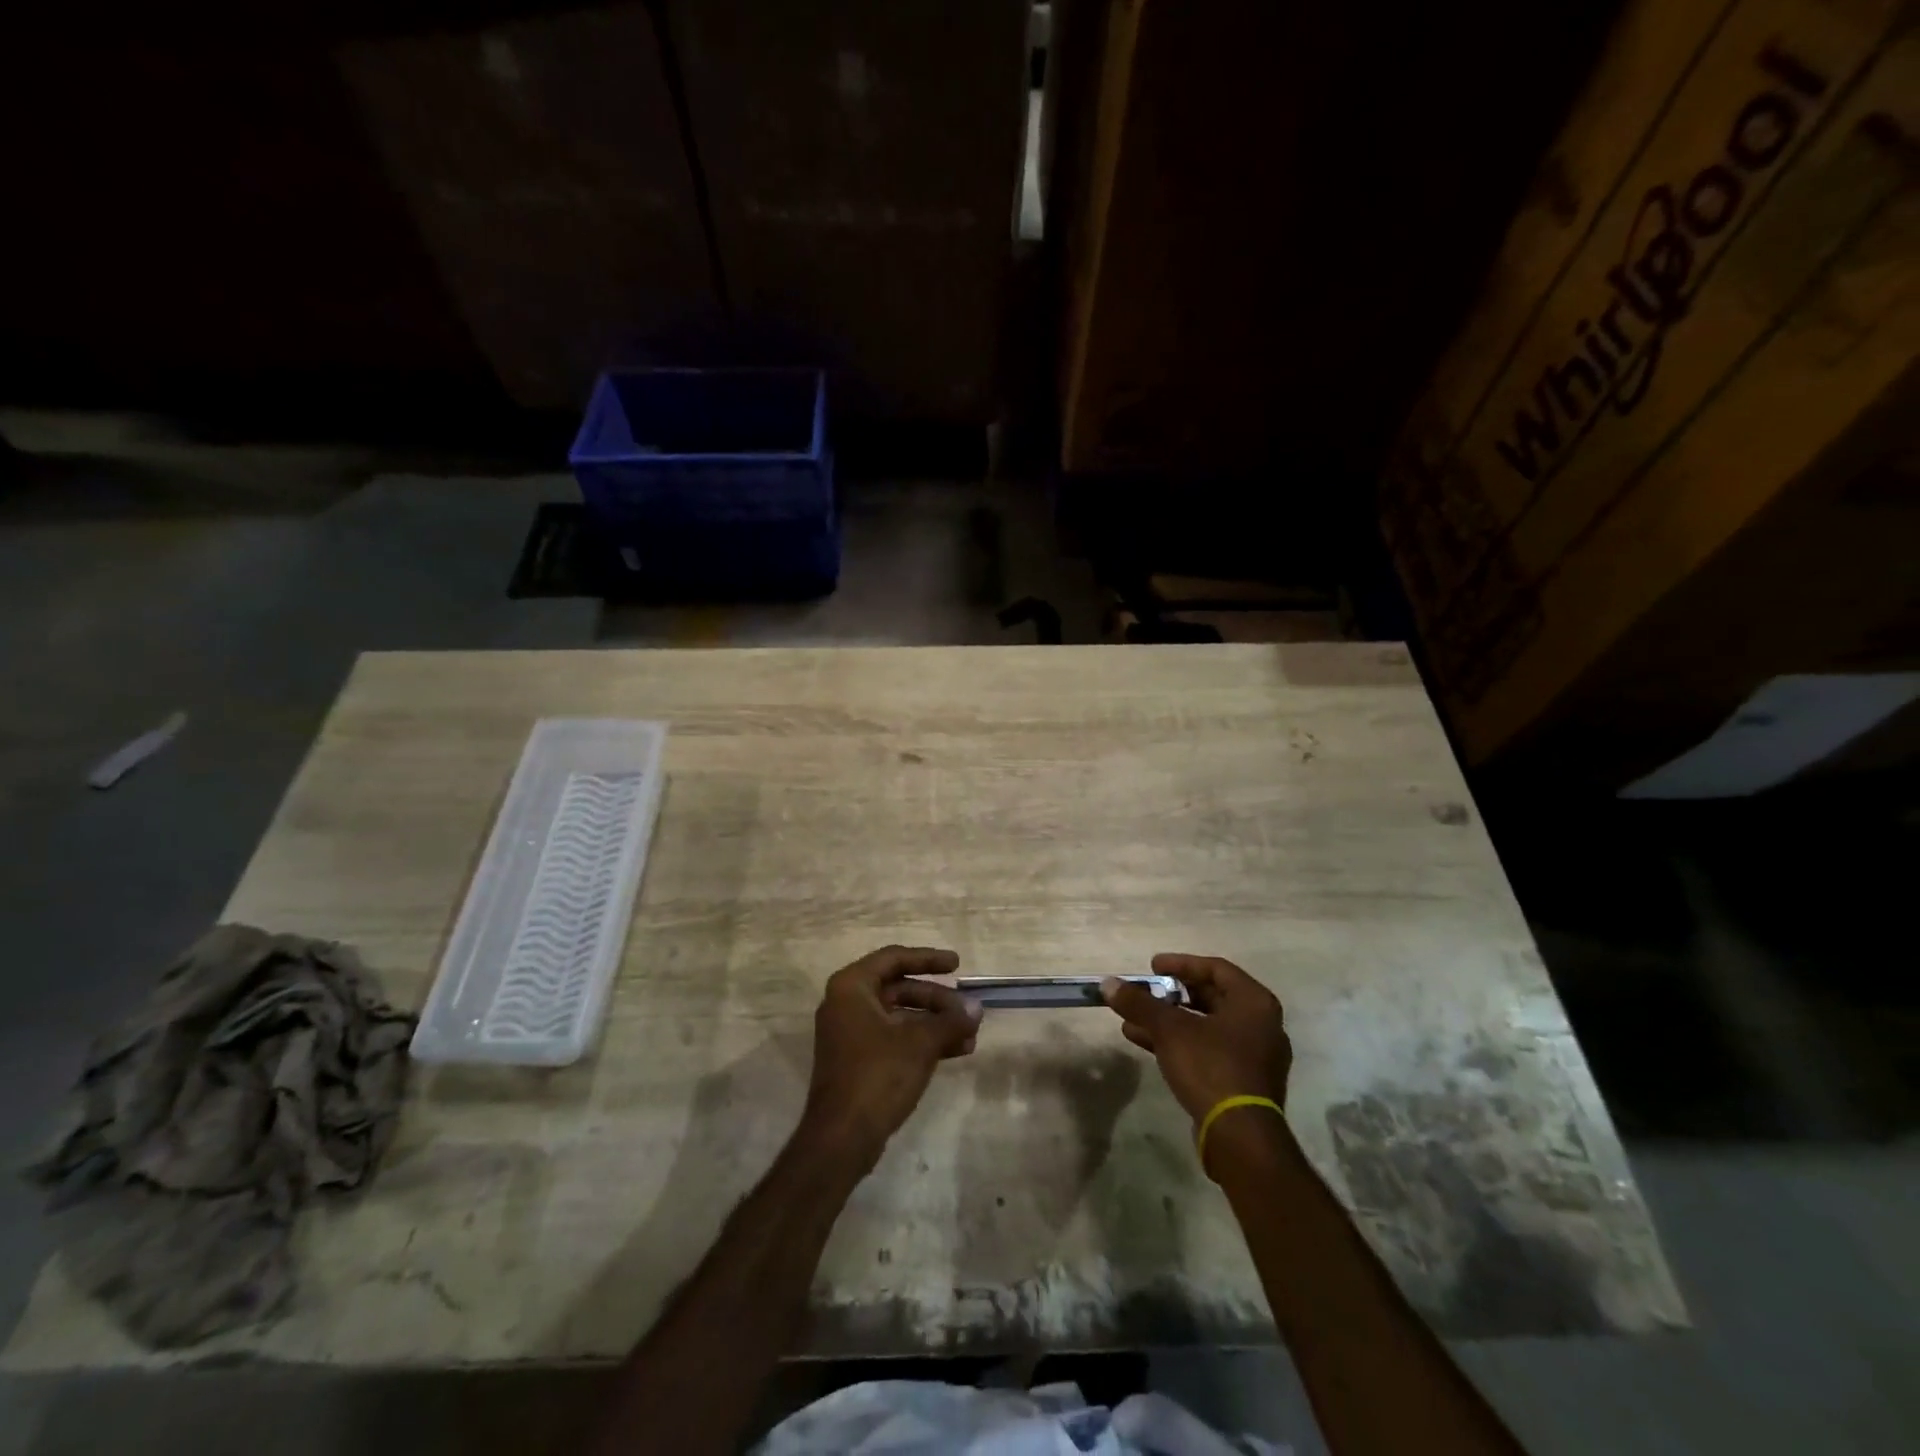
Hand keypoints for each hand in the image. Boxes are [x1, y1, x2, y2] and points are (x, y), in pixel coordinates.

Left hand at [801, 945, 980, 1168]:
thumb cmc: (878, 1075)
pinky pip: (895, 1038)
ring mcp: (851, 1033)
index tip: (957, 965)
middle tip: (968, 1011)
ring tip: (970, 1035)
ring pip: (900, 1016)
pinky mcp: (858, 1060)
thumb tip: (977, 1008)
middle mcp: (847, 1003)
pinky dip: (922, 1041)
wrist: (841, 1138)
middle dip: (937, 1000)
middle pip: (900, 988)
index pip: (894, 958)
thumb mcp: (920, 1043)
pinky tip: (957, 1050)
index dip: (928, 958)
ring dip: (935, 1023)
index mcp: (852, 987)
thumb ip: (950, 1020)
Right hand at [1102, 954, 1291, 1124]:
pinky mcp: (1243, 1082)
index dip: (1181, 964)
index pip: (1216, 968)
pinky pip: (1208, 1050)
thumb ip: (1139, 1003)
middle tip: (1146, 992)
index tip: (1152, 967)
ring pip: (1206, 1026)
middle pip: (1211, 997)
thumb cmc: (1211, 1067)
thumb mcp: (1169, 1030)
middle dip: (1172, 995)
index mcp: (1254, 1003)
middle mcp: (1262, 1025)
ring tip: (1133, 1019)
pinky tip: (1145, 1043)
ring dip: (1169, 1021)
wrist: (1239, 1138)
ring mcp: (1254, 1056)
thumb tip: (1107, 983)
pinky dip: (1179, 1043)